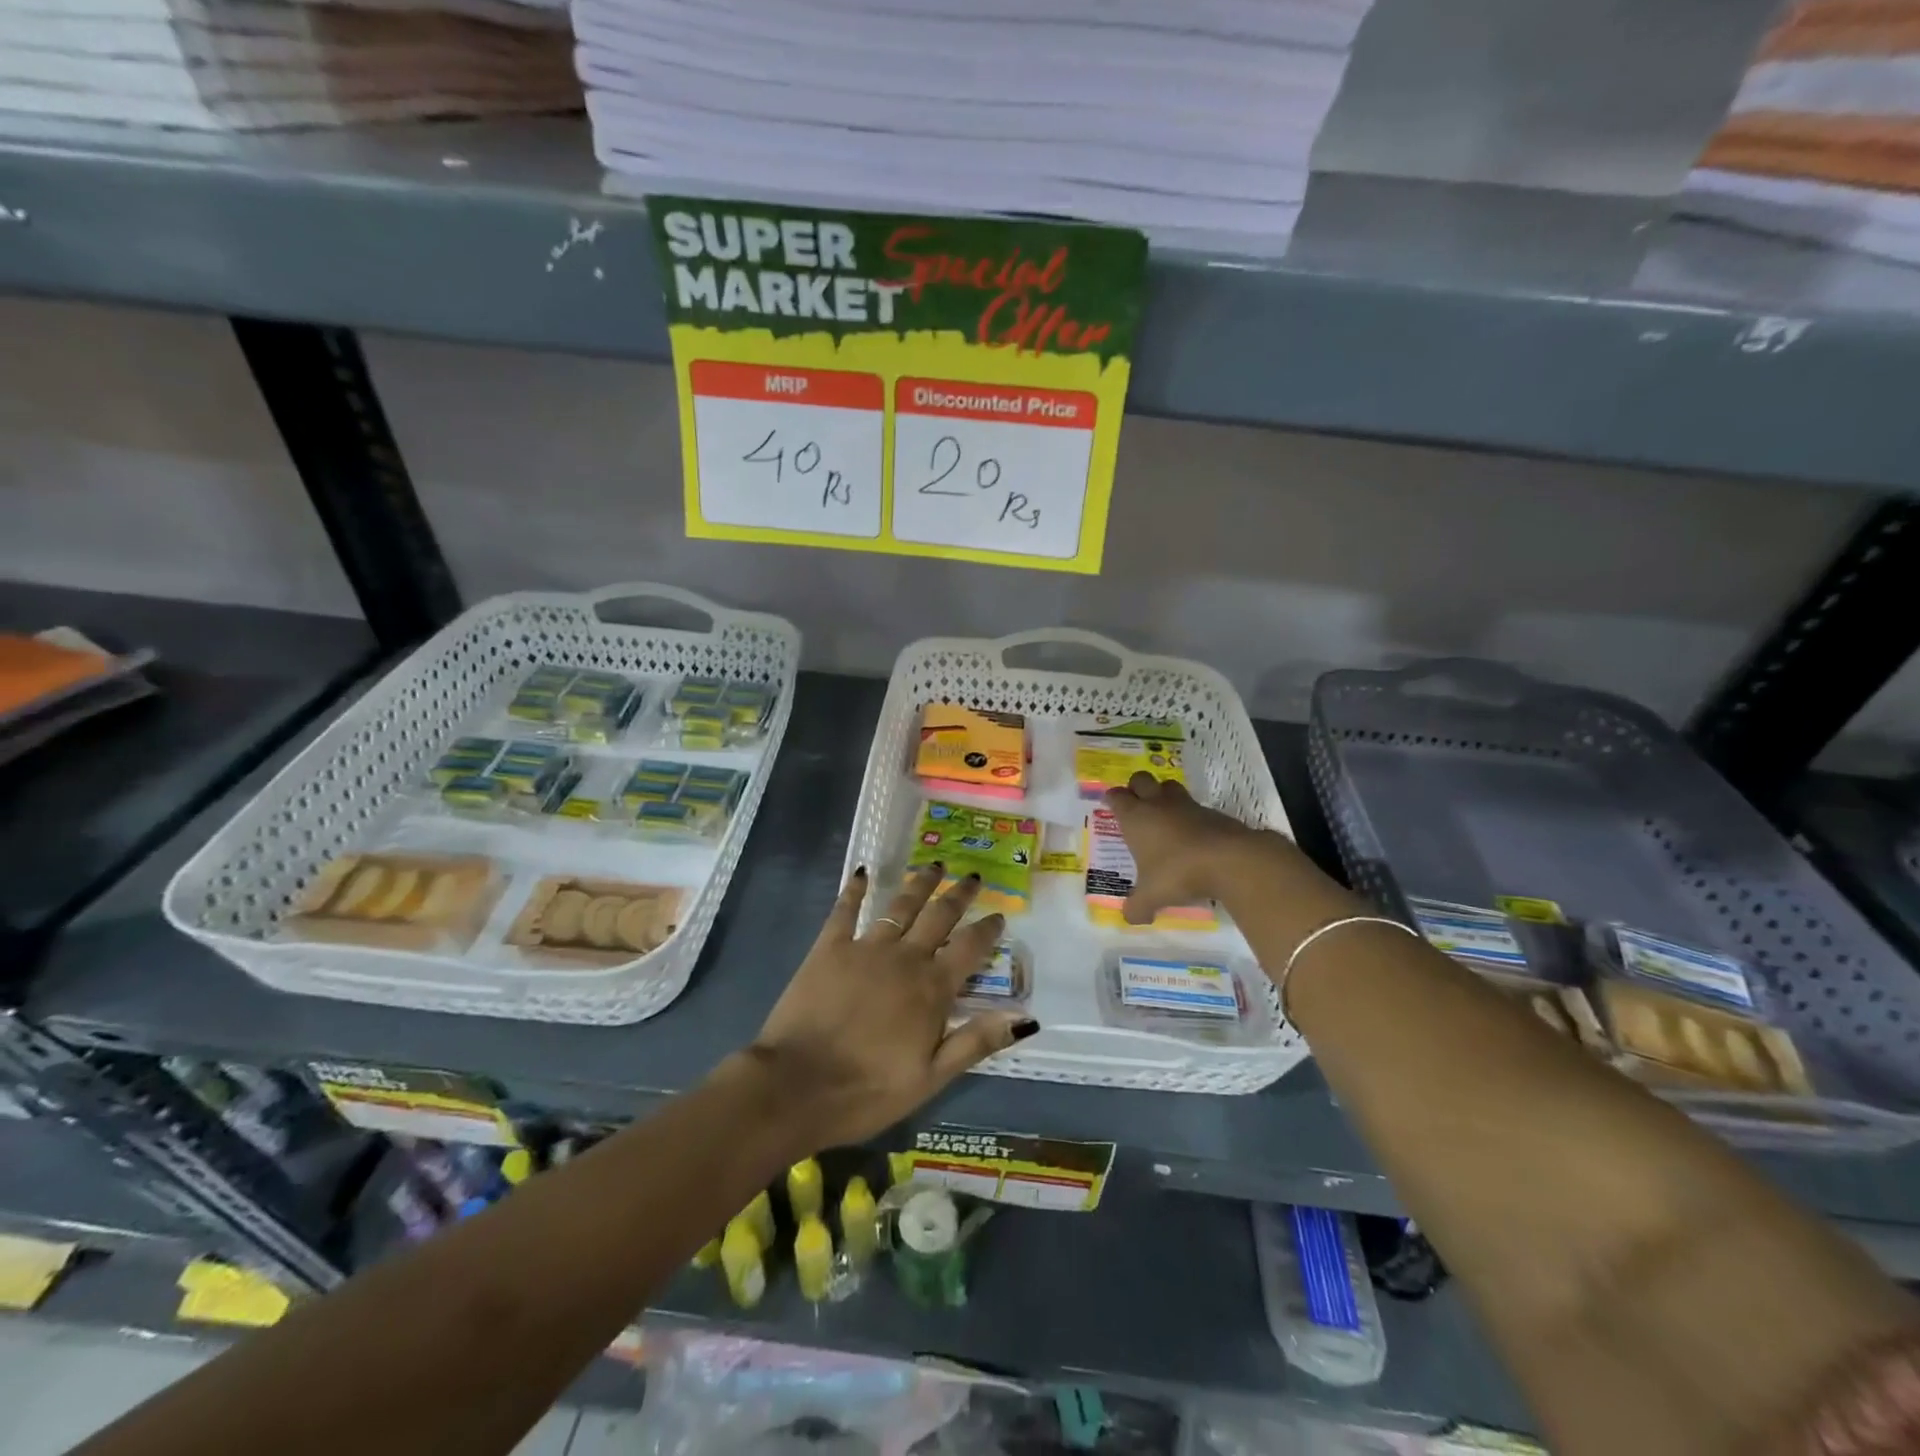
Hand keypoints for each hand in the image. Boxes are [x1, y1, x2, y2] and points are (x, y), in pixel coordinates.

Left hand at [745, 864, 1038, 1149]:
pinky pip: (845, 910)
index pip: (969, 949)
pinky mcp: (828, 948)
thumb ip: (977, 1041)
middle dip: (959, 895)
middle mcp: (904, 958)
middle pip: (939, 917)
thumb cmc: (868, 1090)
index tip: (999, 914)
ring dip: (920, 883)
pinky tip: (862, 872)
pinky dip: (854, 890)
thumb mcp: (931, 1077)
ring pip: (900, 905)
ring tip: (934, 865)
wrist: (796, 1086)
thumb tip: (1026, 1017)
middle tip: (973, 877)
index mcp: (931, 989)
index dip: (986, 930)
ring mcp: (865, 948)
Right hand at [1103, 771, 1282, 924]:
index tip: (1110, 805)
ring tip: (1164, 814)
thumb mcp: (1152, 896)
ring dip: (1164, 794)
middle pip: (1141, 779)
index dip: (1112, 799)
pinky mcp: (1213, 812)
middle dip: (1136, 787)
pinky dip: (1191, 815)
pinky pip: (1196, 806)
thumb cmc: (1178, 872)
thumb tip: (1130, 918)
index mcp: (1136, 817)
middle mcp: (1158, 804)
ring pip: (1170, 786)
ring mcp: (1188, 805)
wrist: (1230, 860)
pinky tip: (1193, 835)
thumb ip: (1137, 907)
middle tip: (1136, 804)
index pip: (1116, 796)